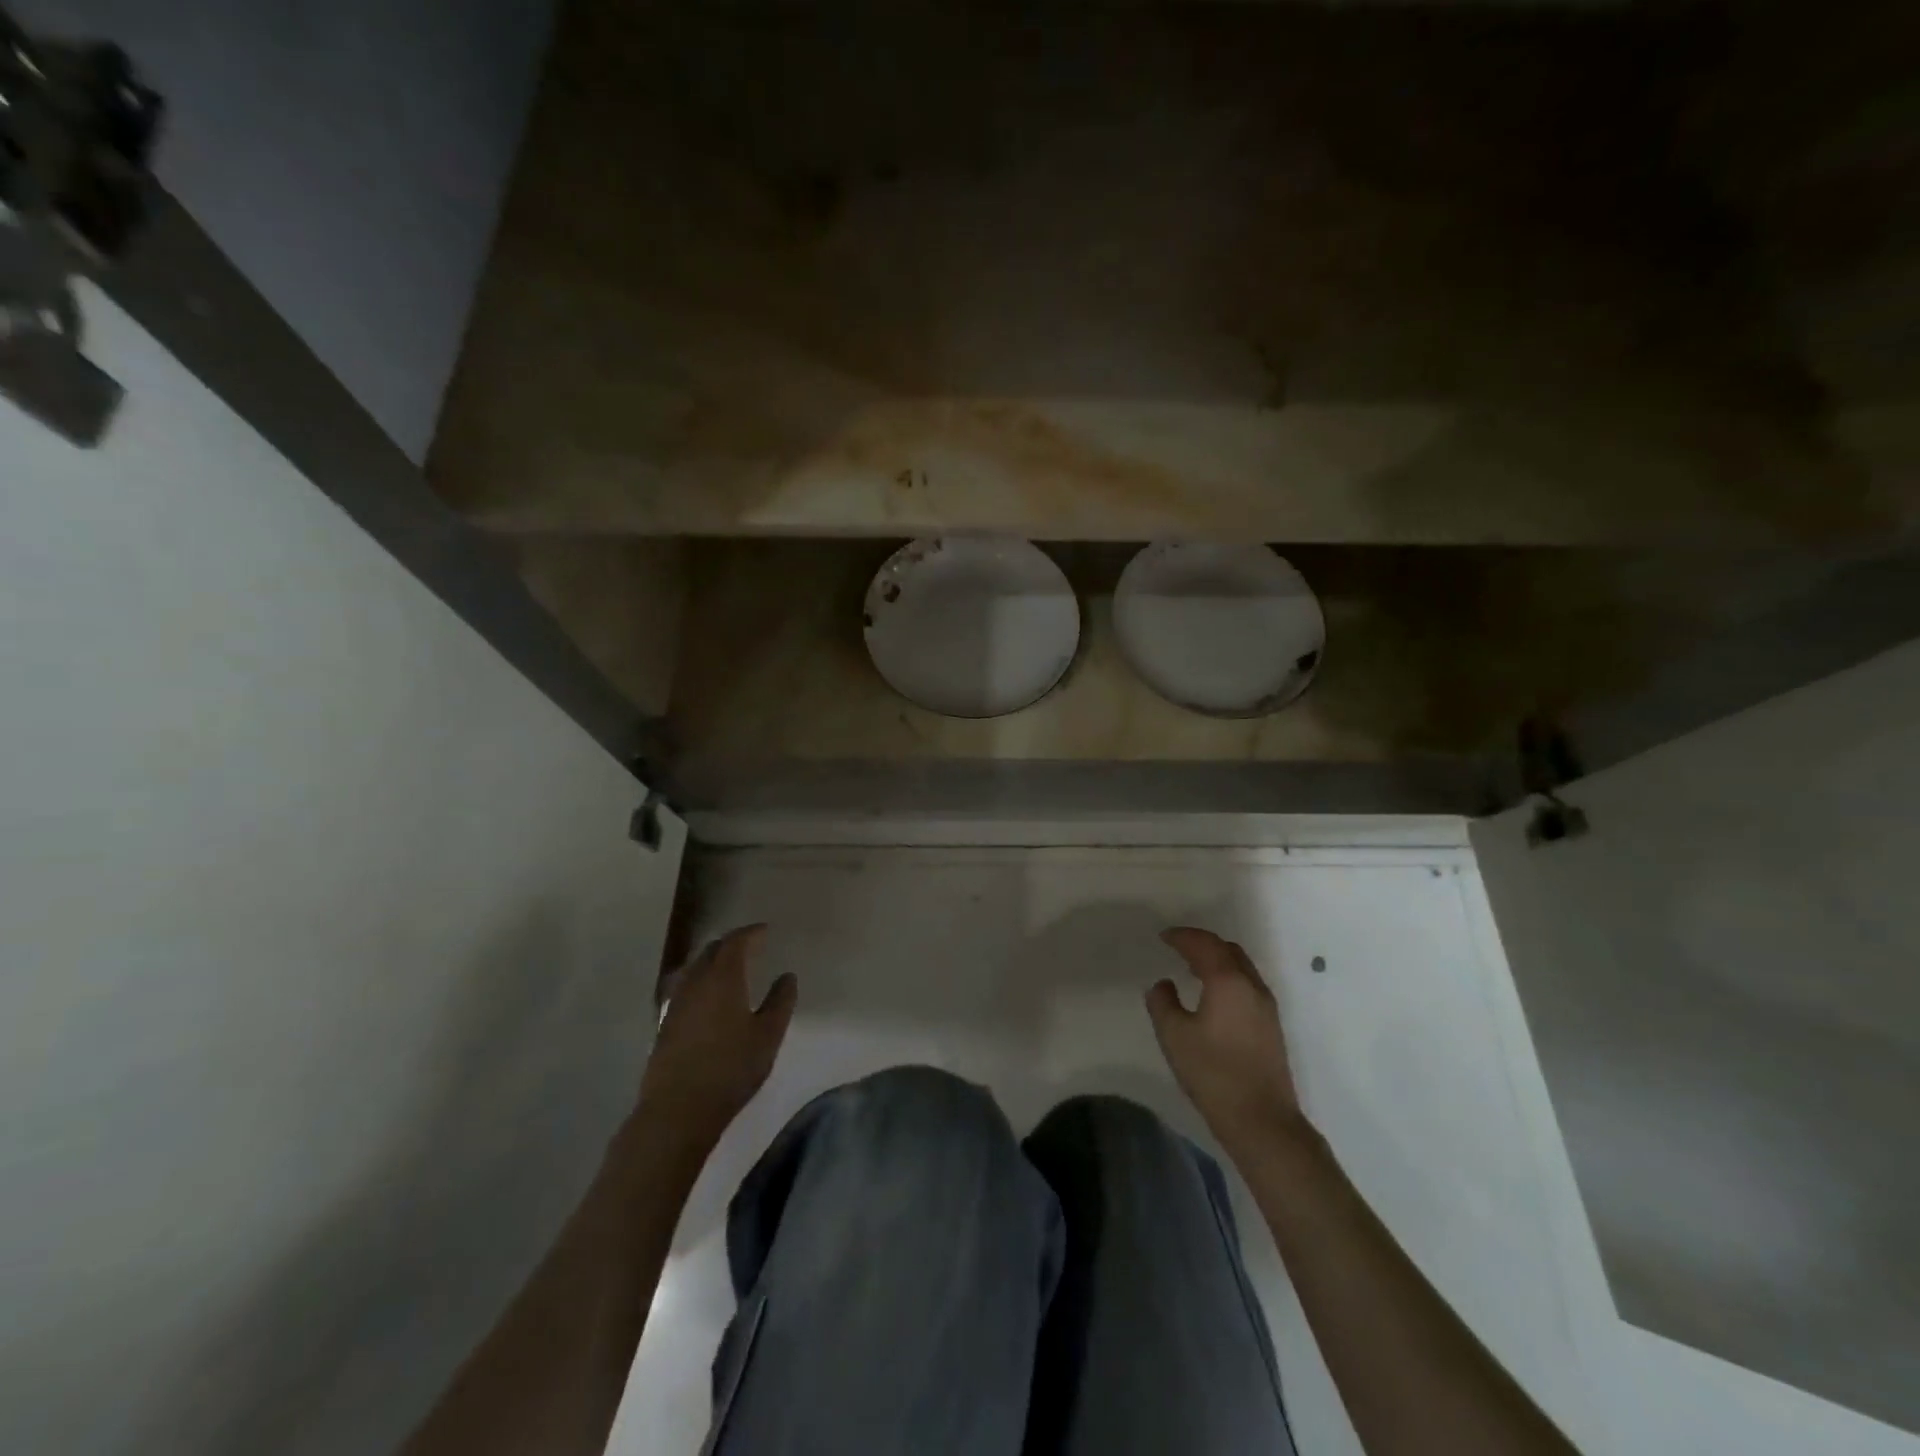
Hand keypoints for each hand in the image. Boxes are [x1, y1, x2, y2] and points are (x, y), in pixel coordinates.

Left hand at [637, 924, 796, 1151]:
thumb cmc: (731, 1069)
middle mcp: (696, 982)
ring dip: (713, 961)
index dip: (751, 933)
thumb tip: (787, 976)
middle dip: (731, 944)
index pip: (736, 942)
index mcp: (723, 977)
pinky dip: (701, 980)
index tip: (765, 931)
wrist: (677, 1110)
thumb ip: (780, 1001)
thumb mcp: (768, 1036)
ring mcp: (675, 1002)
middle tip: (750, 946)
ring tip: (730, 968)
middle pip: (712, 950)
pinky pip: (685, 986)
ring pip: (695, 968)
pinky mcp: (665, 1023)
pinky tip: (708, 996)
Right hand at [1147, 927, 1301, 1150]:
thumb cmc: (1213, 1073)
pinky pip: (1247, 984)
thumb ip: (1162, 1003)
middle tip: (1178, 947)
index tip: (1163, 936)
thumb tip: (1164, 985)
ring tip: (1192, 967)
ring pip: (1241, 966)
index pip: (1204, 945)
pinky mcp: (1271, 1025)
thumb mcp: (1174, 1036)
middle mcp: (1252, 986)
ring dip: (1217, 959)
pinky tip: (1213, 995)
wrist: (1262, 1120)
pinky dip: (1228, 976)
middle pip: (1228, 950)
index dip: (1182, 936)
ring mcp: (1266, 1006)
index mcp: (1228, 981)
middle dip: (1202, 943)